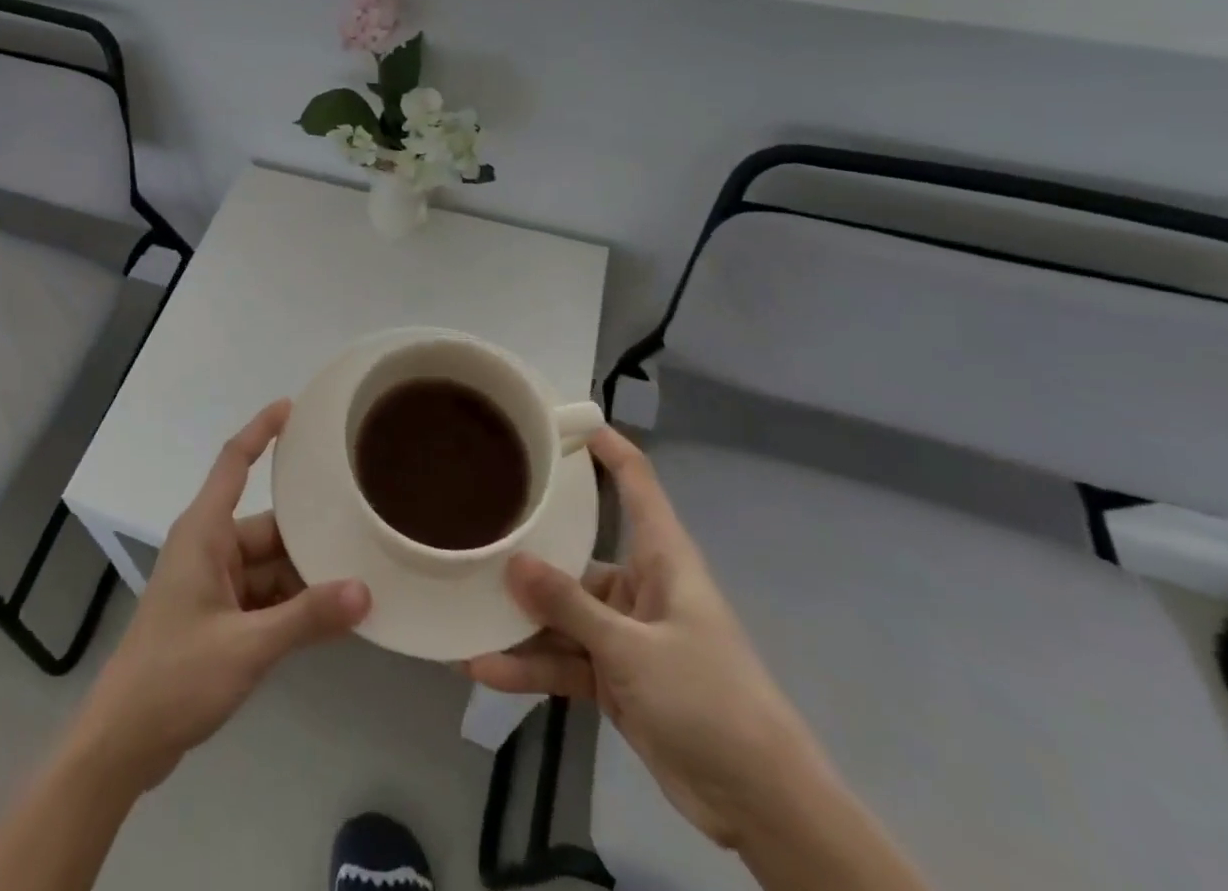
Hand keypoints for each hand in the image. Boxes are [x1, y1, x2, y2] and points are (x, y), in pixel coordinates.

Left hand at [70, 400, 370, 791]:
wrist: (124, 741)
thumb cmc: (176, 676)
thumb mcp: (248, 646)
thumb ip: (306, 618)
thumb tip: (365, 590)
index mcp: (204, 532)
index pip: (234, 462)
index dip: (261, 430)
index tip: (292, 407)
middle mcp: (209, 546)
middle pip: (267, 525)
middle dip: (310, 532)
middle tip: (363, 525)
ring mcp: (212, 581)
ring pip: (270, 564)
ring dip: (305, 575)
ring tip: (360, 574)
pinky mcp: (216, 614)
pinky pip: (263, 594)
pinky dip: (291, 604)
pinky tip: (331, 617)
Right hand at [466, 428, 828, 848]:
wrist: (763, 806)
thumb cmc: (712, 701)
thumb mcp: (636, 650)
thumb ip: (571, 606)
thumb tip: (512, 562)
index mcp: (662, 559)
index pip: (637, 484)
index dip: (607, 448)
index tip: (562, 420)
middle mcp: (639, 586)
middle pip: (576, 553)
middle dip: (528, 550)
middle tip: (474, 529)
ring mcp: (624, 635)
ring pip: (561, 613)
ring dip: (519, 620)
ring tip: (464, 610)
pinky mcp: (615, 678)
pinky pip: (563, 659)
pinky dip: (529, 665)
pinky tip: (483, 666)